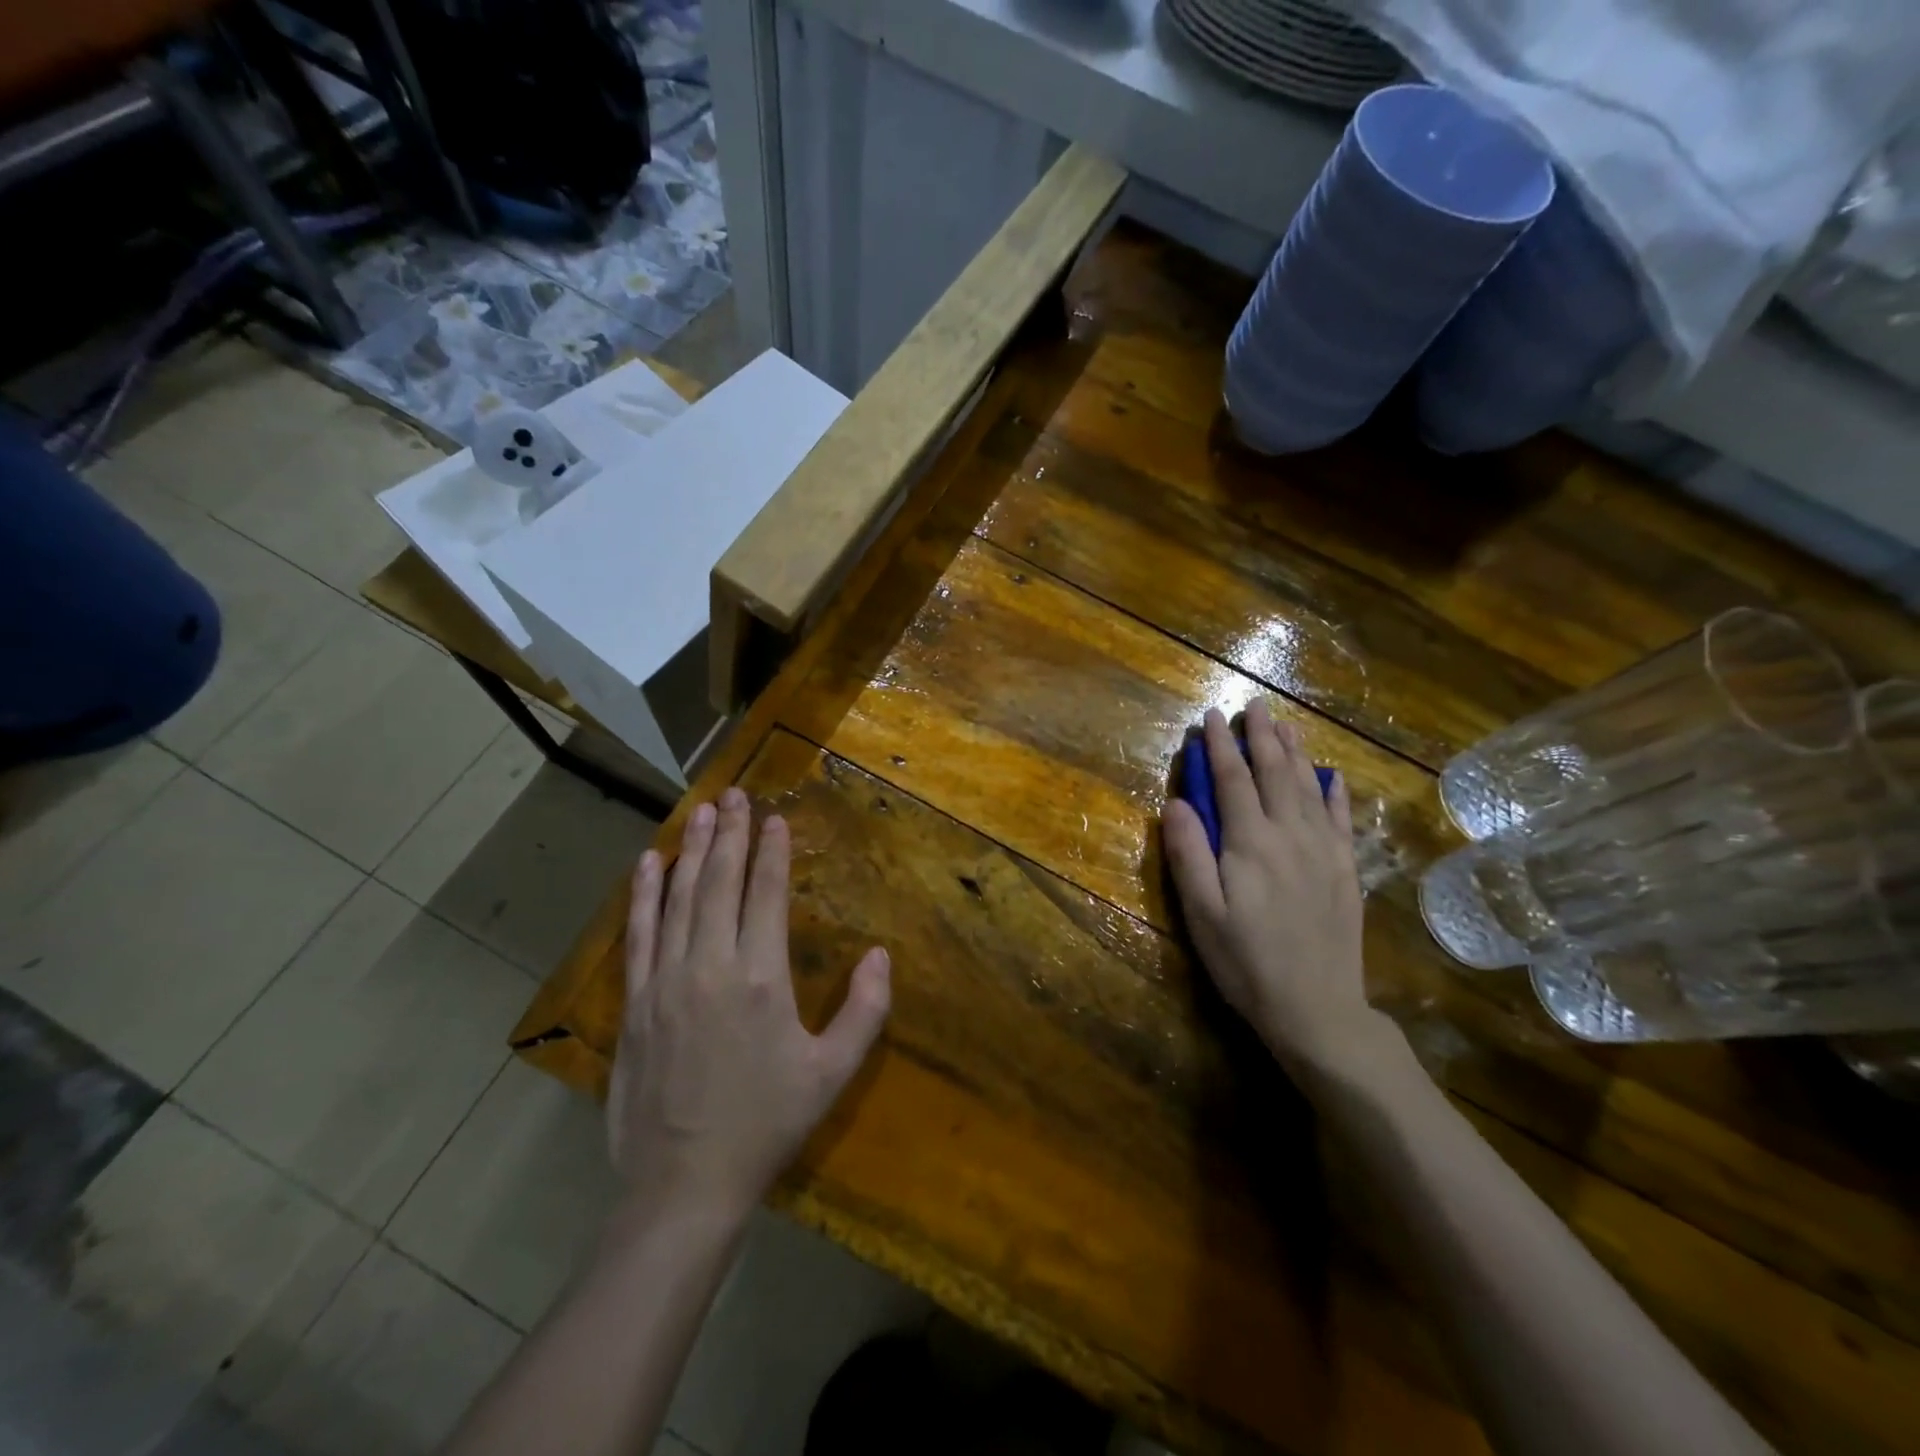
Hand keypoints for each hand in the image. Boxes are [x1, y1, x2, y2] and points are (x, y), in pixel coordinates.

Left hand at [608, 787, 891, 1215]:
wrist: (684, 1185)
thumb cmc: (766, 1125)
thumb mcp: (832, 1073)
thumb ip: (865, 1010)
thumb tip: (883, 955)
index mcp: (762, 978)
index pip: (767, 895)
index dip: (771, 851)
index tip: (773, 817)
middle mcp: (712, 966)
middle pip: (721, 883)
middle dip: (731, 834)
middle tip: (734, 794)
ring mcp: (666, 981)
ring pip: (680, 898)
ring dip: (692, 850)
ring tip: (702, 811)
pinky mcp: (634, 1003)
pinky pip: (639, 935)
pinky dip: (645, 894)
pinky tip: (650, 863)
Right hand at [1163, 701, 1392, 1080]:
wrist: (1317, 1009)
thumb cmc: (1245, 962)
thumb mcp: (1201, 913)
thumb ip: (1189, 854)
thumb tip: (1176, 802)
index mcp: (1251, 843)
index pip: (1232, 781)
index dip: (1219, 747)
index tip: (1210, 717)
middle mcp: (1291, 835)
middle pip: (1275, 773)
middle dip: (1261, 737)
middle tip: (1253, 707)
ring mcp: (1324, 851)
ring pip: (1309, 787)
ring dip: (1295, 753)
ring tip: (1285, 726)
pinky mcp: (1345, 870)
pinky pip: (1341, 818)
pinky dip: (1334, 791)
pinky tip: (1331, 776)